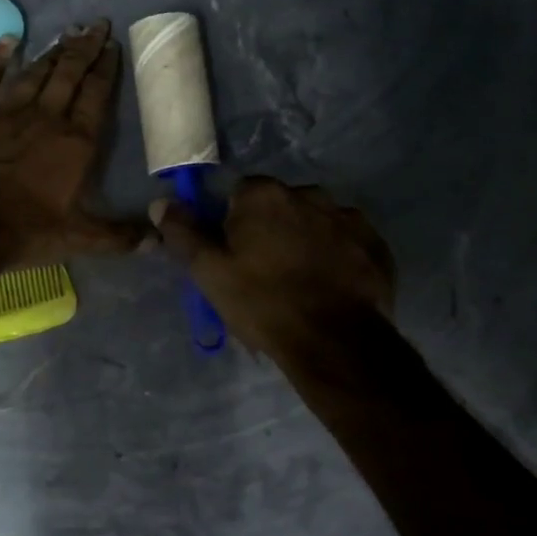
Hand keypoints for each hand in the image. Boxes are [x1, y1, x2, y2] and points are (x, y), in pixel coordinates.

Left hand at [0, 21, 145, 263]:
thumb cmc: (29, 231)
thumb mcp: (81, 239)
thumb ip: (120, 236)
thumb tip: (159, 240)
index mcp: (76, 142)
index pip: (96, 95)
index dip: (106, 68)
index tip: (113, 45)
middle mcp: (46, 117)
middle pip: (69, 74)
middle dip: (85, 47)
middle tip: (96, 24)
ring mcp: (8, 113)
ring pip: (35, 73)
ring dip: (52, 51)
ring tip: (66, 32)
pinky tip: (9, 41)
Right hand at [151, 176, 395, 358]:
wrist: (336, 342)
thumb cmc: (264, 303)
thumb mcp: (210, 273)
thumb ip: (184, 233)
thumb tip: (161, 203)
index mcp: (264, 195)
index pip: (239, 194)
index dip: (233, 223)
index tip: (234, 254)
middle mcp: (308, 193)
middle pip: (279, 205)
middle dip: (271, 228)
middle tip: (266, 271)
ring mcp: (347, 217)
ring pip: (315, 222)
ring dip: (306, 240)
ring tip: (302, 282)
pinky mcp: (375, 244)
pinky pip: (346, 241)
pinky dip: (337, 256)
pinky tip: (330, 287)